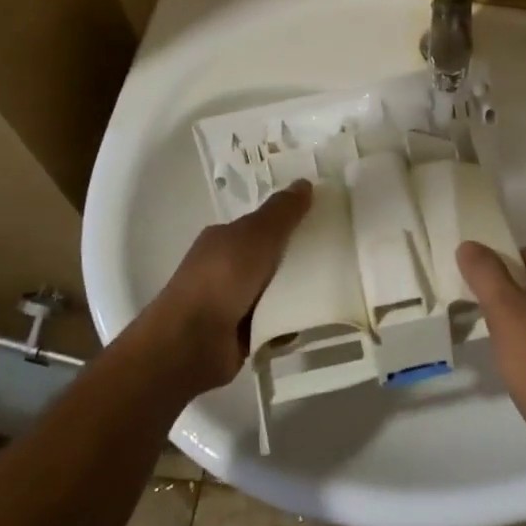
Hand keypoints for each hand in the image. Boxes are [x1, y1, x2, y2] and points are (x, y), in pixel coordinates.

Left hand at [131, 182, 312, 395]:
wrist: (190, 343)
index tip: (321, 223)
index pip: (261, 225)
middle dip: (298, 259)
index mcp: (224, 239)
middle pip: (271, 258)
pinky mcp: (240, 334)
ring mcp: (231, 302)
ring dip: (297, 293)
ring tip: (332, 289)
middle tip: (335, 257)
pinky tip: (311, 320)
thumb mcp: (257, 235)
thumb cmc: (222, 278)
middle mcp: (225, 268)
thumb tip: (304, 182)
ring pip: (275, 291)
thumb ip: (282, 212)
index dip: (289, 222)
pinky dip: (289, 323)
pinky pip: (274, 322)